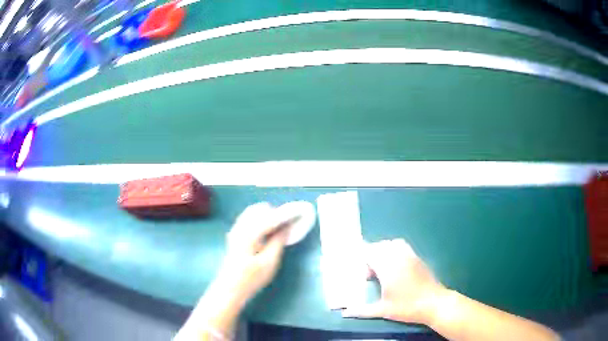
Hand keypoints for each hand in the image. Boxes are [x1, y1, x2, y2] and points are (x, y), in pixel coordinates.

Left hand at [214, 202, 289, 303]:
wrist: (230, 288)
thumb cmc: (251, 278)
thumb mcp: (269, 262)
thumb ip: (278, 241)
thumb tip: (287, 226)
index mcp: (248, 233)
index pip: (268, 216)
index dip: (284, 215)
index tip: (296, 215)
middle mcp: (240, 227)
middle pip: (258, 209)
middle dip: (274, 213)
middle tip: (287, 224)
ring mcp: (235, 230)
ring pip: (252, 213)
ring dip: (266, 216)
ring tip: (279, 229)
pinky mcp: (234, 235)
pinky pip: (248, 219)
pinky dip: (259, 221)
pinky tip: (267, 233)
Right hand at [343, 239, 446, 324]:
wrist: (434, 303)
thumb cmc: (407, 307)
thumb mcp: (383, 311)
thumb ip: (362, 310)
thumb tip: (345, 313)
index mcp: (388, 268)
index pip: (370, 253)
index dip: (361, 259)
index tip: (359, 270)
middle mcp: (398, 257)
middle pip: (380, 246)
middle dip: (371, 255)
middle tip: (368, 273)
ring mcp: (410, 256)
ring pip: (392, 244)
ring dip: (383, 251)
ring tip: (380, 267)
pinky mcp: (417, 258)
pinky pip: (402, 246)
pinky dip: (394, 250)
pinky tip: (394, 266)